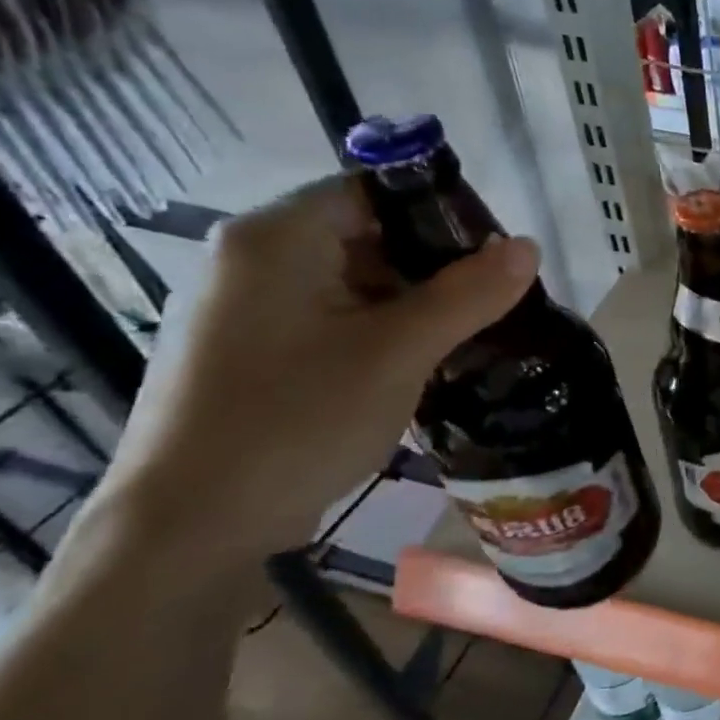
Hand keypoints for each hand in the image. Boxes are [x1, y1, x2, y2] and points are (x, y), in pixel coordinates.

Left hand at [92, 176, 537, 564]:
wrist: (190, 528)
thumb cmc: (296, 420)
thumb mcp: (399, 352)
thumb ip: (468, 293)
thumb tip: (529, 246)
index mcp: (276, 238)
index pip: (374, 190)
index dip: (442, 214)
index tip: (496, 256)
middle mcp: (252, 260)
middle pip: (366, 235)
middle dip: (434, 266)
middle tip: (492, 301)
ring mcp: (246, 309)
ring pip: (353, 282)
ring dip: (413, 304)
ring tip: (467, 336)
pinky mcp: (250, 353)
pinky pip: (332, 320)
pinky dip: (380, 332)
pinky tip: (418, 365)